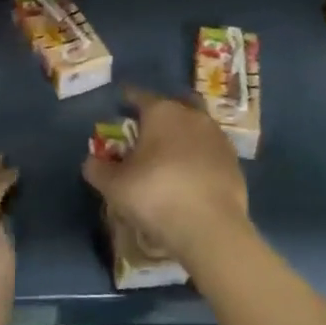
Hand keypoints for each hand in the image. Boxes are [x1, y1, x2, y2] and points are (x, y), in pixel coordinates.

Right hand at [83, 86, 248, 262]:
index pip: (139, 96)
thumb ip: (98, 169)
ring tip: (170, 154)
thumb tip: (91, 160)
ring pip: (195, 126)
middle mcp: (191, 115)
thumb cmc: (156, 196)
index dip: (127, 99)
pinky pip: (209, 150)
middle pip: (173, 105)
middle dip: (161, 113)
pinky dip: (198, 156)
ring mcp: (217, 137)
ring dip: (183, 134)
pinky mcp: (233, 161)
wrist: (211, 228)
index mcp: (161, 112)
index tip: (120, 102)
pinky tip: (190, 174)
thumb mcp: (114, 186)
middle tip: (148, 130)